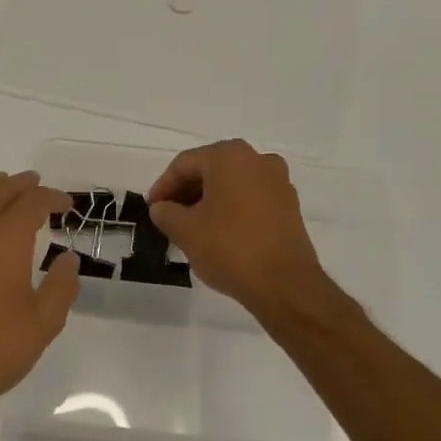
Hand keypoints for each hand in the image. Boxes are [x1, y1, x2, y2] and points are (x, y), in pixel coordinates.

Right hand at [147, 140, 334, 319]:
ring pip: (231, 183)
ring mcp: (278, 182)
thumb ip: (165, 213)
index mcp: (230, 157)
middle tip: (168, 215)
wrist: (284, 284)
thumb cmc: (229, 248)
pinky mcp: (289, 205)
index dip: (163, 186)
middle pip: (210, 169)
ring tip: (190, 226)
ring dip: (208, 200)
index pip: (185, 164)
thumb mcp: (184, 230)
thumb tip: (162, 208)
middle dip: (186, 191)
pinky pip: (250, 198)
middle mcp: (257, 160)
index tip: (152, 208)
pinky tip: (218, 232)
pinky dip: (230, 208)